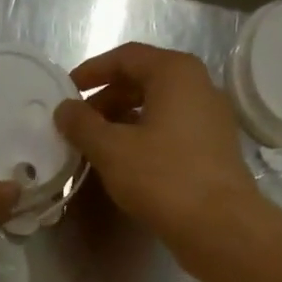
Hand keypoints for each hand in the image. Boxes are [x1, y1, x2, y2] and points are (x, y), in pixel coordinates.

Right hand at [55, 43, 257, 246]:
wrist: (218, 224)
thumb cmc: (162, 177)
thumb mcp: (111, 150)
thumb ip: (83, 125)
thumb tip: (64, 109)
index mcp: (176, 73)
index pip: (126, 57)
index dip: (92, 71)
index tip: (67, 91)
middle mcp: (199, 85)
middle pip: (144, 80)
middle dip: (107, 98)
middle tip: (79, 122)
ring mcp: (211, 117)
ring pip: (158, 107)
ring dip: (124, 120)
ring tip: (97, 144)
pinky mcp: (214, 147)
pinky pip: (172, 129)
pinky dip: (144, 136)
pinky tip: (126, 161)